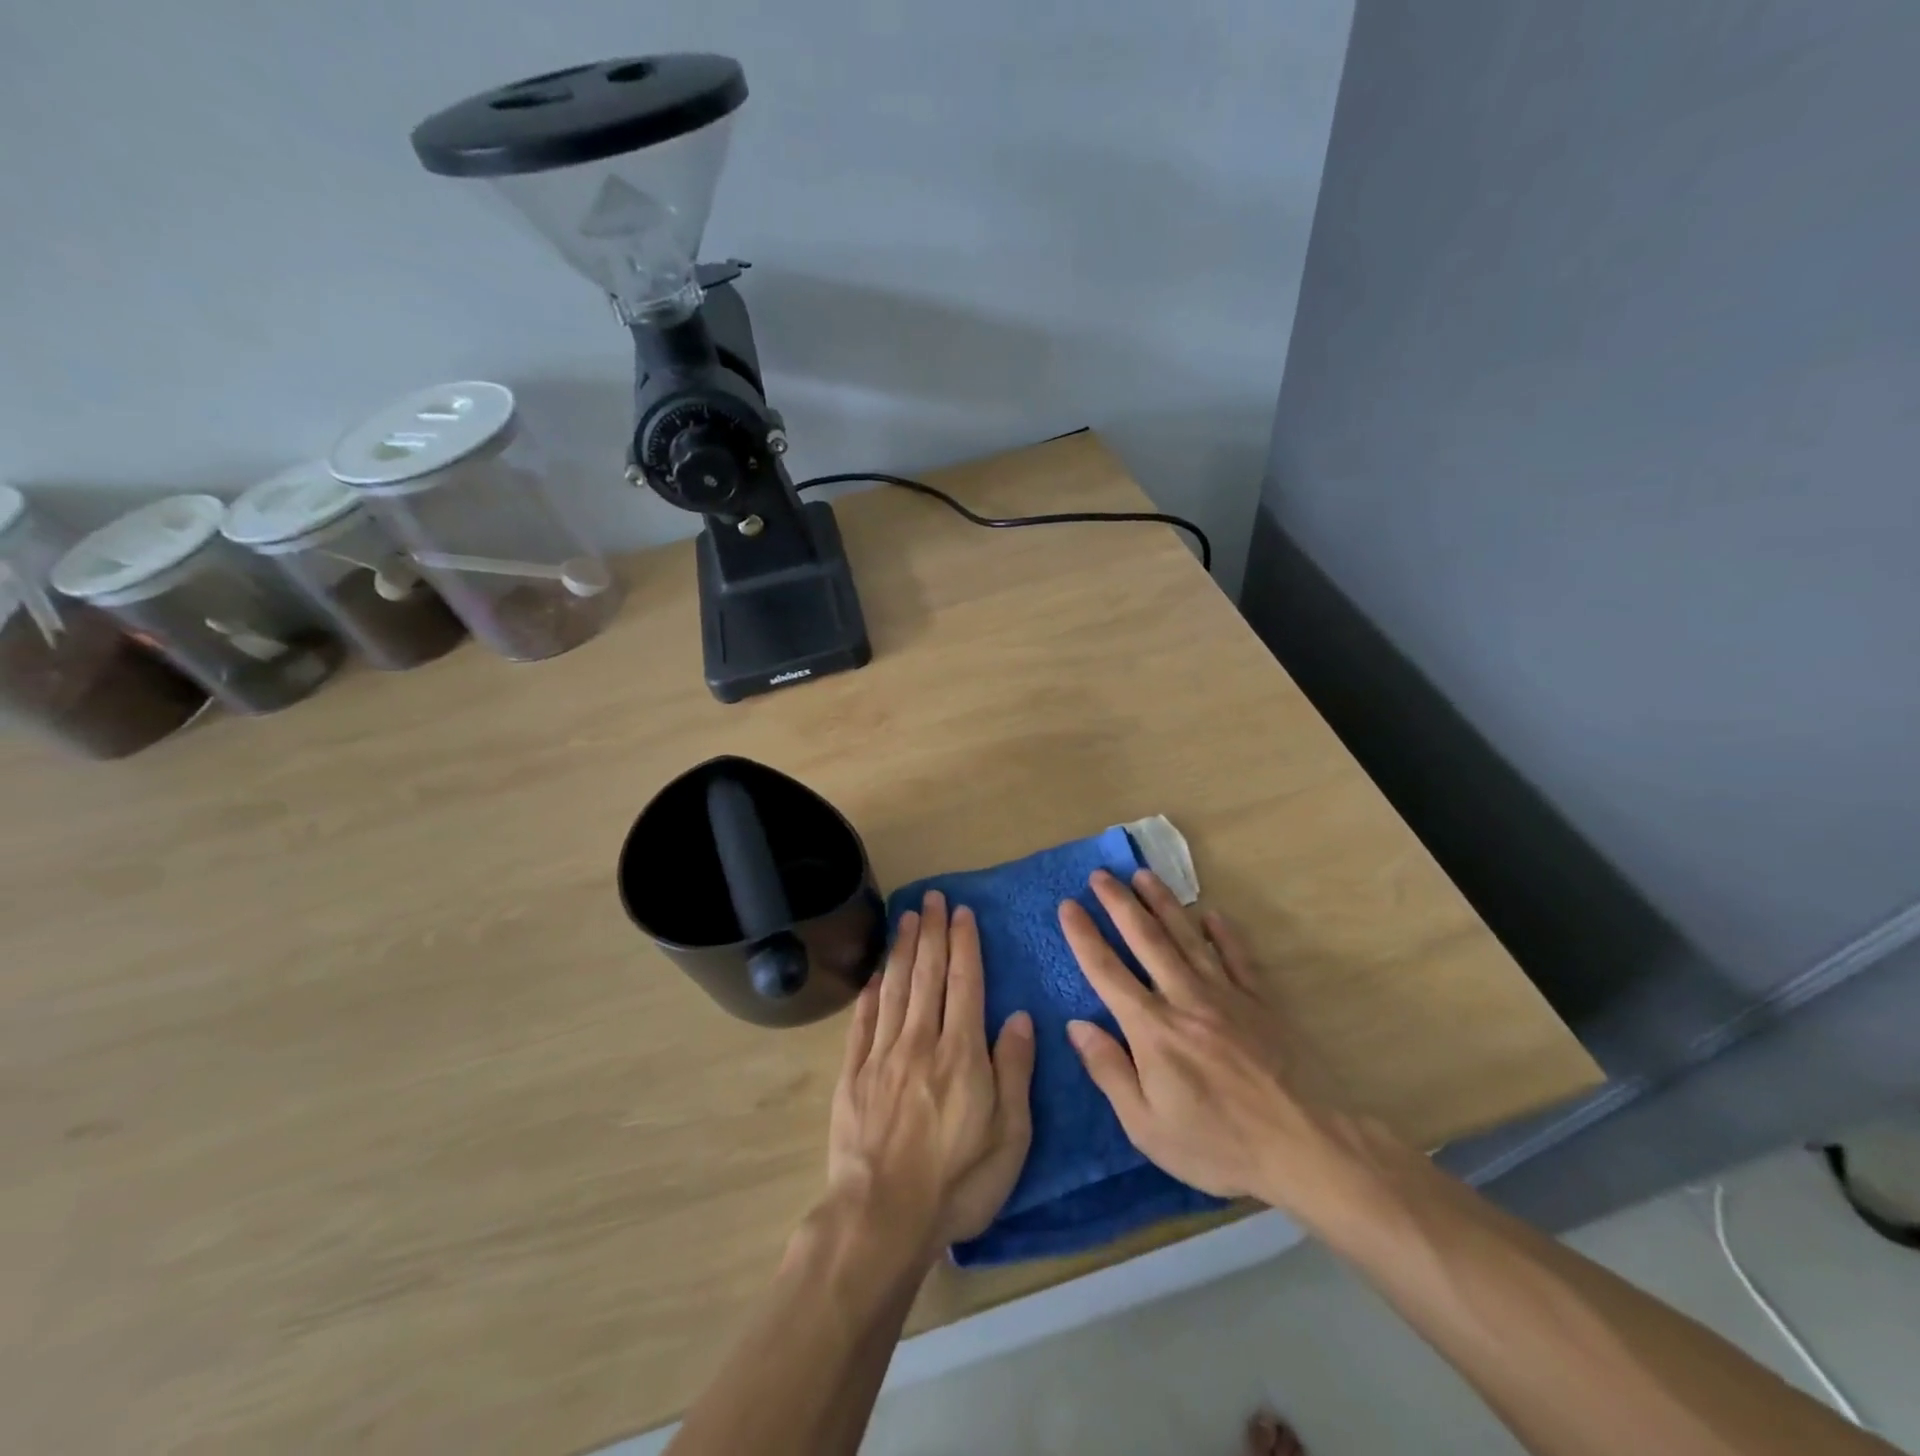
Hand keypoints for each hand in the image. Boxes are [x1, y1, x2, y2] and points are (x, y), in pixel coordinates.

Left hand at [825, 890, 1035, 1257]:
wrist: (881, 1219)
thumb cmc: (957, 1183)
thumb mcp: (1009, 1137)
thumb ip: (1014, 1071)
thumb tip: (1017, 1017)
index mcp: (960, 1053)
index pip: (964, 984)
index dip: (963, 945)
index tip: (961, 913)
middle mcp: (920, 1042)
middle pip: (927, 975)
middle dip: (932, 932)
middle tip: (932, 898)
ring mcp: (881, 1056)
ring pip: (894, 988)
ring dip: (901, 949)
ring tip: (906, 916)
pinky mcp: (853, 1075)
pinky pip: (862, 1022)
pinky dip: (870, 993)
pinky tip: (875, 974)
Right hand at [1059, 869, 1371, 1219]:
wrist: (1306, 1147)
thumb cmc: (1218, 1145)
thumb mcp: (1147, 1127)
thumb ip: (1109, 1071)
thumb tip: (1076, 1026)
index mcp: (1152, 1029)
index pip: (1107, 972)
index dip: (1084, 936)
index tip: (1067, 905)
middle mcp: (1185, 998)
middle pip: (1146, 939)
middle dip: (1119, 903)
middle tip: (1100, 874)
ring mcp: (1226, 995)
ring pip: (1187, 937)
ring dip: (1163, 902)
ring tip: (1143, 875)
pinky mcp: (1261, 1001)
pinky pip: (1238, 956)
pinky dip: (1224, 933)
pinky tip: (1212, 913)